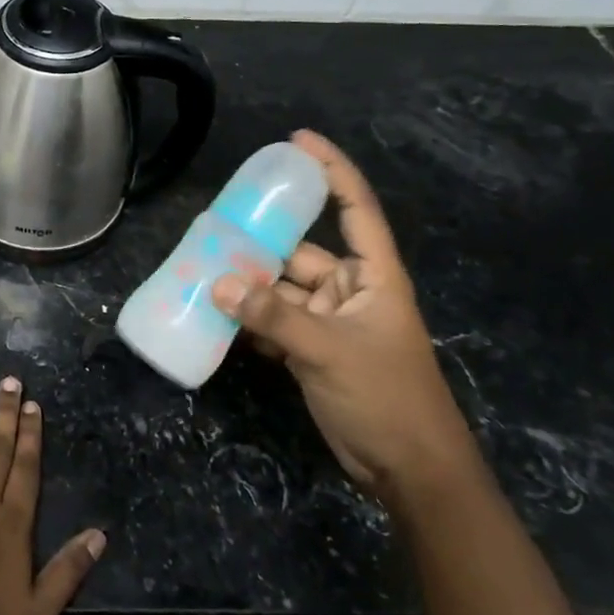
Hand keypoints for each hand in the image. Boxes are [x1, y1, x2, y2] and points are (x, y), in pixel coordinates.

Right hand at [212, 131, 477, 506]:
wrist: (410, 473)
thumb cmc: (386, 398)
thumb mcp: (329, 352)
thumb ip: (273, 317)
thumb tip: (218, 285)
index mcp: (373, 277)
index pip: (355, 208)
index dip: (330, 170)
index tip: (297, 141)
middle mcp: (350, 291)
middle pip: (300, 252)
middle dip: (260, 242)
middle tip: (215, 225)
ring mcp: (330, 322)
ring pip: (281, 289)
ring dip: (248, 286)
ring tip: (202, 270)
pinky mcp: (313, 350)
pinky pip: (275, 322)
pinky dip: (250, 319)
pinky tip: (216, 315)